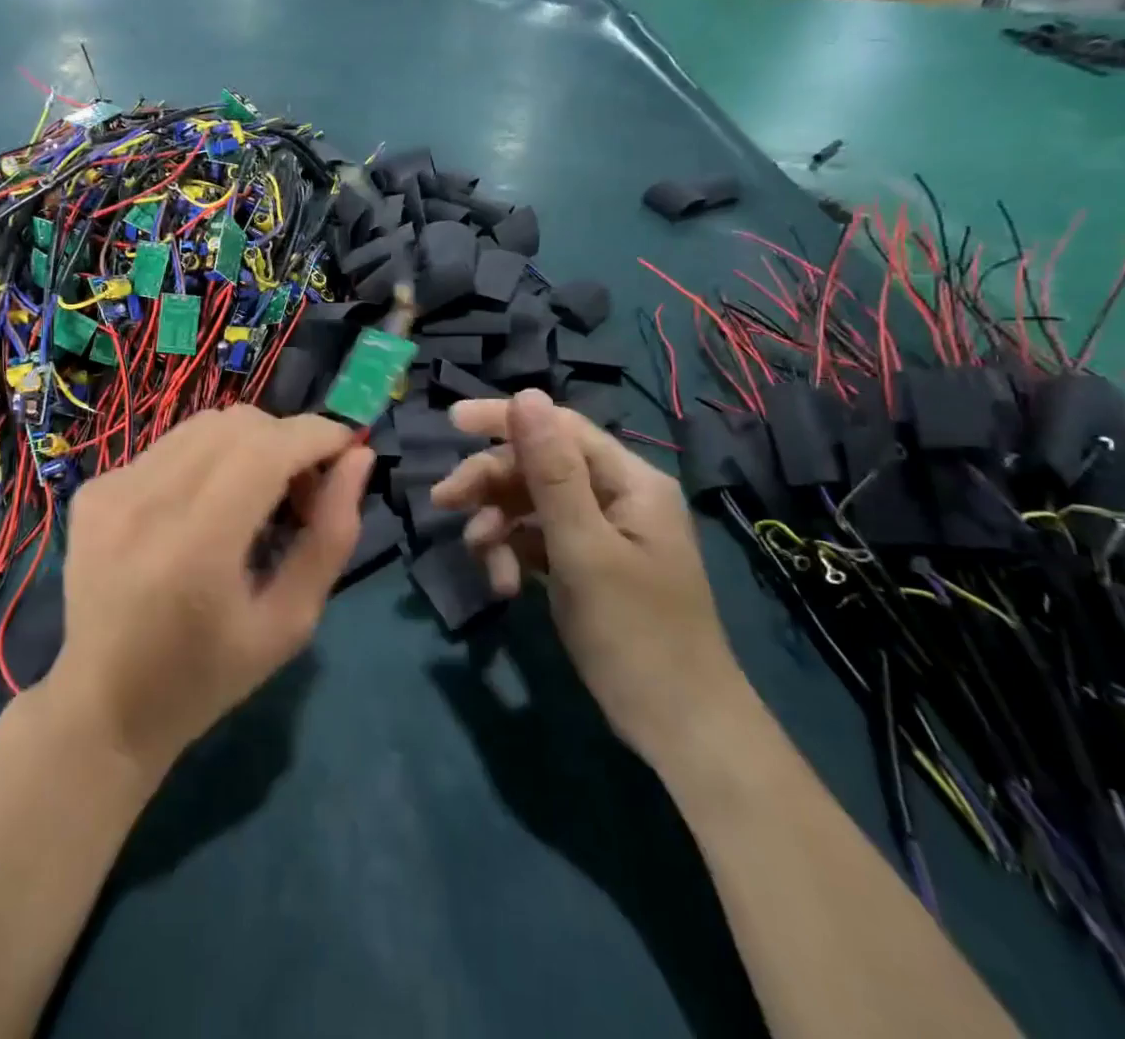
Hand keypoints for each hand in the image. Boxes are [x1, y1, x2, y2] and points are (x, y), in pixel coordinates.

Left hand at [46, 406, 372, 776]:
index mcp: (197, 547)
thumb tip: (358, 461)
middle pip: (238, 423)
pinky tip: (204, 508)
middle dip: (287, 440)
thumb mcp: (289, 623)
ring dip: (249, 445)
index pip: (267, 449)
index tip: (348, 449)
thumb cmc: (207, 678)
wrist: (103, 707)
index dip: (317, 435)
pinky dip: (207, 460)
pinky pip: (171, 446)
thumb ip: (331, 537)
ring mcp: (112, 490)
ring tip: (255, 496)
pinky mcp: (93, 489)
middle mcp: (147, 503)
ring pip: (205, 424)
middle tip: (302, 490)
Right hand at [430, 390, 747, 760]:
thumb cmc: (636, 634)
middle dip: (490, 482)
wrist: (680, 729)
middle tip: (444, 502)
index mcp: (629, 481)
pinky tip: (503, 585)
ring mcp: (602, 532)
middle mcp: (617, 496)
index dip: (504, 418)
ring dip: (497, 524)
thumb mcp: (583, 548)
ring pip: (531, 504)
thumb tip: (526, 396)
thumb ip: (551, 472)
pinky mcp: (587, 564)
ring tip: (480, 559)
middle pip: (538, 466)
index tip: (450, 423)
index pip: (558, 427)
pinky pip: (537, 539)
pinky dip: (513, 553)